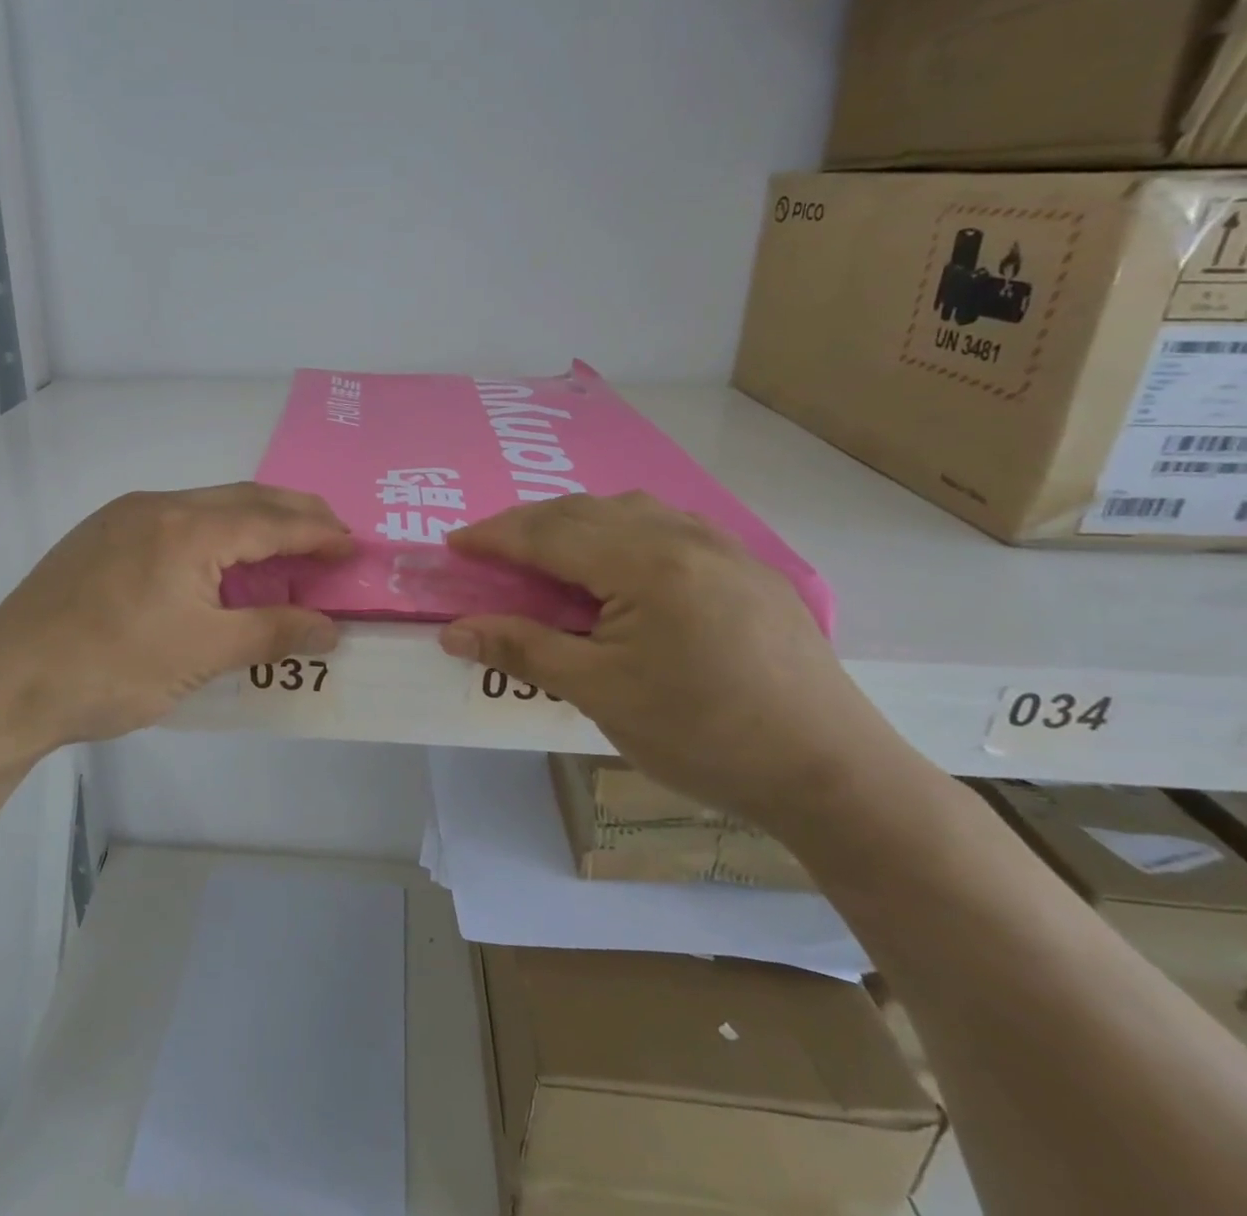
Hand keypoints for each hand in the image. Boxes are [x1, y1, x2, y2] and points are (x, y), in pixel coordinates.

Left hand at [0, 484, 352, 753]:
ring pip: (207, 506)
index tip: (354, 545)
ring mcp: (122, 517)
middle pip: (243, 499)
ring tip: (285, 549)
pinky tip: (219, 562)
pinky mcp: (100, 536)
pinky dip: (214, 533)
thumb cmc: (111, 671)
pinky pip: (176, 520)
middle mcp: (156, 505)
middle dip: (294, 515)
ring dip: (253, 522)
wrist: (4, 686)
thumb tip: (331, 629)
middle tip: (332, 536)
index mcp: (186, 528)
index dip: (319, 532)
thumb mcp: (203, 655)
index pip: (272, 520)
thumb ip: (273, 632)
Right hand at [439, 493, 909, 833]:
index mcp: (646, 562)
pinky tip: (617, 563)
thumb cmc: (704, 734)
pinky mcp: (747, 566)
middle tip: (489, 551)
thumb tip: (454, 632)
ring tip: (547, 553)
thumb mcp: (600, 693)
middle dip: (528, 525)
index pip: (549, 533)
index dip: (494, 536)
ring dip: (576, 523)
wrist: (833, 773)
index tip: (452, 544)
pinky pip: (666, 526)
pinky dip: (620, 532)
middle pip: (585, 511)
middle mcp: (684, 535)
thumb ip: (523, 649)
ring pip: (628, 511)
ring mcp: (723, 546)